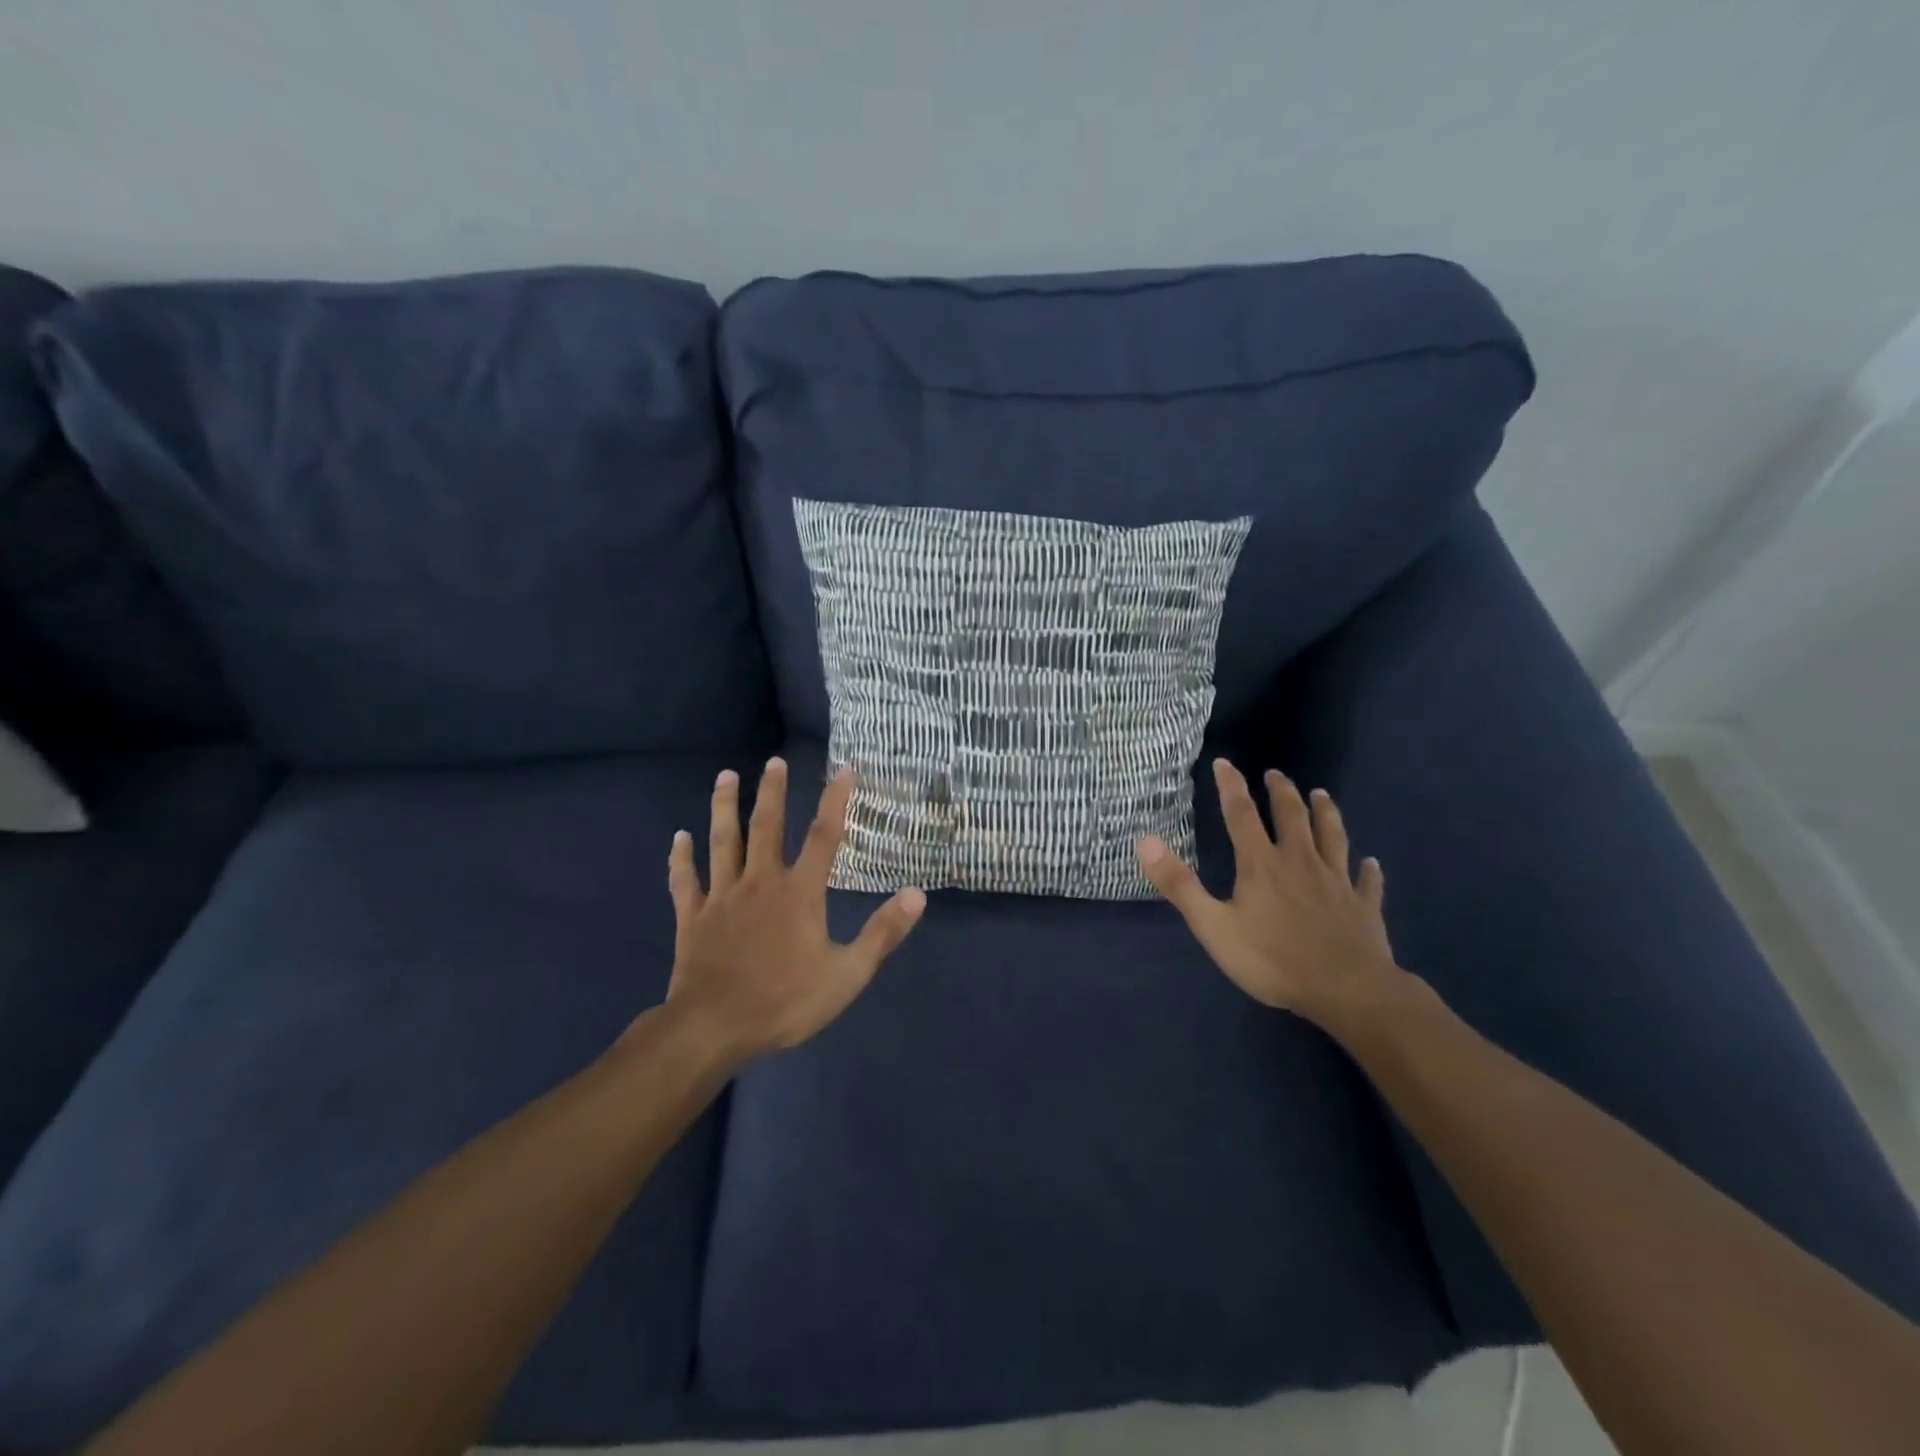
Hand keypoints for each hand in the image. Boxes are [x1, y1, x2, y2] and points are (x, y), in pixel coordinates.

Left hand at [661, 757, 925, 1062]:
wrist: (713, 1028)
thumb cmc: (785, 1001)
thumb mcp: (847, 974)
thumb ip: (882, 932)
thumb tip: (917, 893)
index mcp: (799, 893)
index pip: (823, 836)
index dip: (836, 801)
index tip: (845, 769)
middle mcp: (760, 882)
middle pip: (766, 827)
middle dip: (771, 792)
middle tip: (774, 760)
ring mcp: (722, 897)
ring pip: (723, 842)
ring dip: (724, 807)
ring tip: (725, 775)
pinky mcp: (693, 917)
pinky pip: (685, 880)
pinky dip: (681, 858)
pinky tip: (679, 838)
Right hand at [1135, 759, 1409, 1030]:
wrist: (1347, 990)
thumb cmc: (1273, 959)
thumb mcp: (1213, 926)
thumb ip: (1179, 884)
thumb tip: (1145, 841)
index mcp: (1261, 864)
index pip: (1241, 814)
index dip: (1231, 787)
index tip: (1225, 763)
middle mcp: (1300, 862)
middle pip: (1292, 816)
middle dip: (1281, 792)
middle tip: (1276, 774)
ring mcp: (1336, 882)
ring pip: (1332, 837)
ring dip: (1326, 814)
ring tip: (1322, 795)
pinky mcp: (1362, 906)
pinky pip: (1366, 881)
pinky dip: (1368, 870)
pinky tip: (1371, 863)